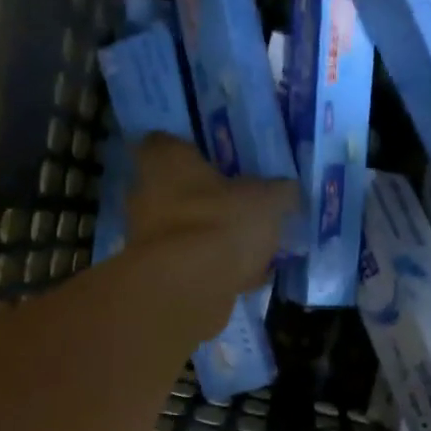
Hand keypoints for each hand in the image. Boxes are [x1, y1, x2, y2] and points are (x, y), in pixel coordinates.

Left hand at [124, 134, 297, 298]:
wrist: (190, 287)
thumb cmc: (222, 222)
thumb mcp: (267, 200)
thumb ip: (278, 192)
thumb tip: (287, 190)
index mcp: (165, 160)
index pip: (165, 143)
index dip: (190, 152)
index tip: (216, 163)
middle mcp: (144, 194)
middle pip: (173, 190)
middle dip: (202, 198)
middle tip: (237, 206)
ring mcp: (145, 238)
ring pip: (181, 230)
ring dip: (206, 237)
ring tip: (245, 248)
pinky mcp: (156, 274)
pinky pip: (189, 265)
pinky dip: (211, 270)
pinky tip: (242, 278)